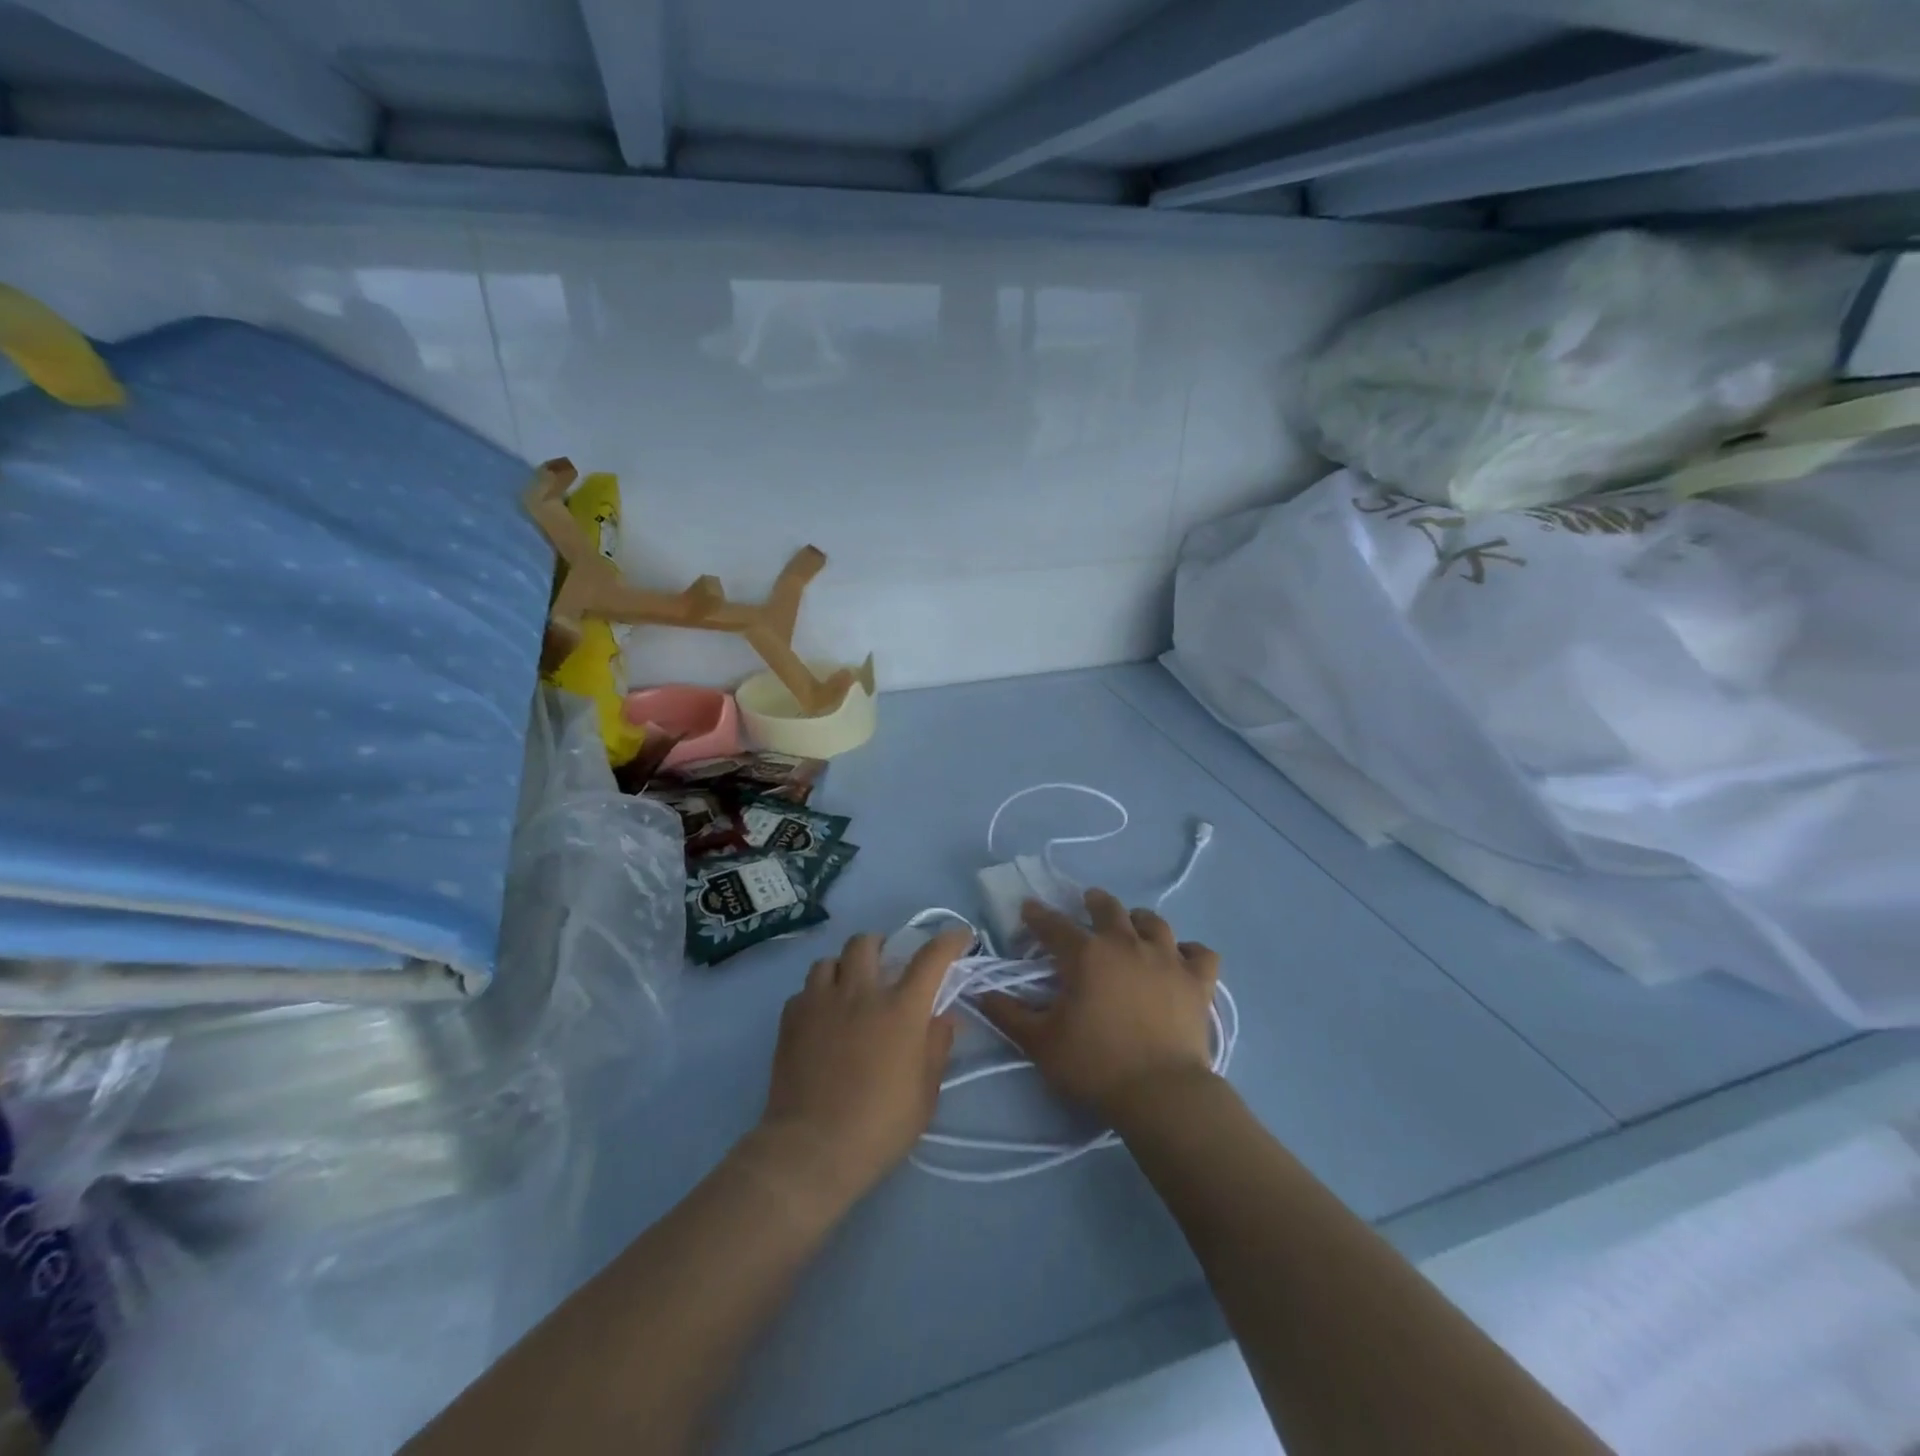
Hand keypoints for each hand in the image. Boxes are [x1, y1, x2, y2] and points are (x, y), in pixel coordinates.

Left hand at [753, 928, 969, 1211]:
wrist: (812, 1149)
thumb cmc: (879, 1126)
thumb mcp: (925, 1093)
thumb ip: (936, 1047)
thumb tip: (943, 1017)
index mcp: (901, 1009)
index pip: (931, 957)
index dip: (949, 940)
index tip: (960, 936)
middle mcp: (860, 992)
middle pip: (868, 943)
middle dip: (882, 946)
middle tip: (887, 966)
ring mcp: (820, 1002)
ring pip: (830, 960)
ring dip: (845, 968)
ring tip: (849, 989)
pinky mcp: (791, 1018)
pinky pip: (805, 990)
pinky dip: (817, 996)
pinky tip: (822, 1018)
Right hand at [978, 889, 1219, 1120]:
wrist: (1161, 1094)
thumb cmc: (1095, 1065)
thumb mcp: (1041, 1043)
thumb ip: (1009, 1015)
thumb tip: (982, 994)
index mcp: (1085, 954)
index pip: (1054, 925)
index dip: (1038, 915)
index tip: (1029, 910)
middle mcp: (1126, 944)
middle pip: (1108, 908)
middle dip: (1093, 902)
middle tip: (1087, 905)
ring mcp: (1167, 959)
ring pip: (1154, 922)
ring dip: (1139, 920)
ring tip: (1133, 925)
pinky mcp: (1198, 981)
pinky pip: (1200, 953)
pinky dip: (1189, 951)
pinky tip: (1182, 957)